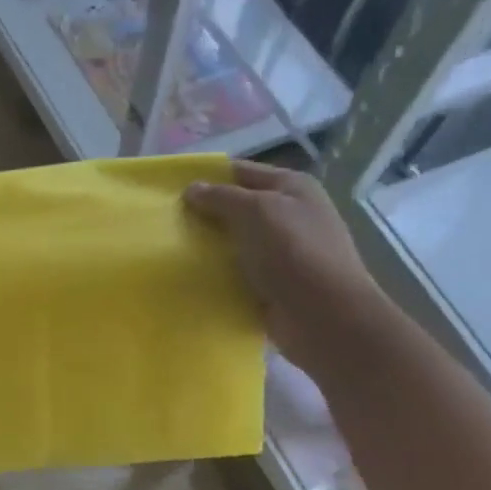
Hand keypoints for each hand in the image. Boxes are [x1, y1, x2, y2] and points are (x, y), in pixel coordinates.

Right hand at [184, 161, 386, 371]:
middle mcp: (288, 215)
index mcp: (291, 188)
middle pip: (237, 208)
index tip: (170, 190)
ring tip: (170, 249)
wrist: (324, 317)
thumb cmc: (293, 252)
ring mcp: (281, 252)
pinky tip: (190, 277)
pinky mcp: (271, 284)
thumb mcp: (256, 211)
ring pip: (234, 242)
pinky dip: (216, 274)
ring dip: (208, 246)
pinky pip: (236, 272)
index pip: (241, 172)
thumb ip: (222, 197)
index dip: (207, 178)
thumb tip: (192, 189)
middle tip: (166, 221)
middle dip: (204, 213)